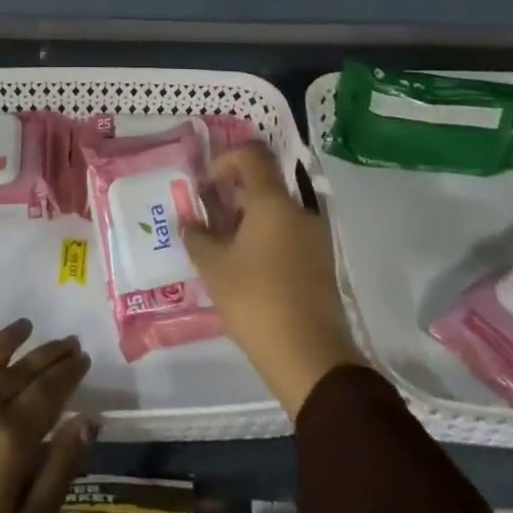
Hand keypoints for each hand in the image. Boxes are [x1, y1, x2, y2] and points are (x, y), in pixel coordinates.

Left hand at [0, 318, 95, 512]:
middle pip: (24, 368)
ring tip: (28, 325)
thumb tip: (89, 420)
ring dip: (13, 337)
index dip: (69, 371)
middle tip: (68, 340)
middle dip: (49, 353)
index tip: (83, 357)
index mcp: (12, 437)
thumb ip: (59, 472)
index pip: (50, 390)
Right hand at [183, 141, 366, 416]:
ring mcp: (315, 237)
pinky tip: (248, 269)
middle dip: (233, 195)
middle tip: (209, 220)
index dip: (224, 161)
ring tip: (224, 249)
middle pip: (263, 185)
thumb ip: (197, 238)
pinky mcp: (322, 263)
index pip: (251, 155)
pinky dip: (267, 239)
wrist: (311, 357)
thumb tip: (190, 223)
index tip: (206, 187)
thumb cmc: (256, 301)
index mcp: (273, 202)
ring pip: (276, 212)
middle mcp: (299, 210)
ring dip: (249, 220)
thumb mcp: (214, 268)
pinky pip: (289, 235)